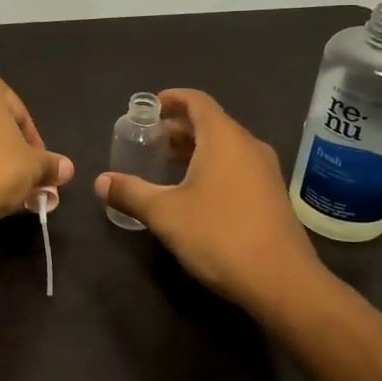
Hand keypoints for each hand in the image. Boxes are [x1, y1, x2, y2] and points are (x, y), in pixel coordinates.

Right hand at [94, 89, 322, 314]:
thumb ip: (131, 192)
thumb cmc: (218, 235)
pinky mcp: (272, 195)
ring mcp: (265, 171)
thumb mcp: (165, 214)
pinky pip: (238, 166)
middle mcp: (248, 146)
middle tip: (149, 141)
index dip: (172, 99)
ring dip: (195, 149)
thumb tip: (100, 181)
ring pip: (225, 146)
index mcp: (223, 138)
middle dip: (178, 128)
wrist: (281, 281)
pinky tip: (195, 193)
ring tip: (166, 166)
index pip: (197, 101)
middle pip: (211, 123)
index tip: (149, 108)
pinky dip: (213, 166)